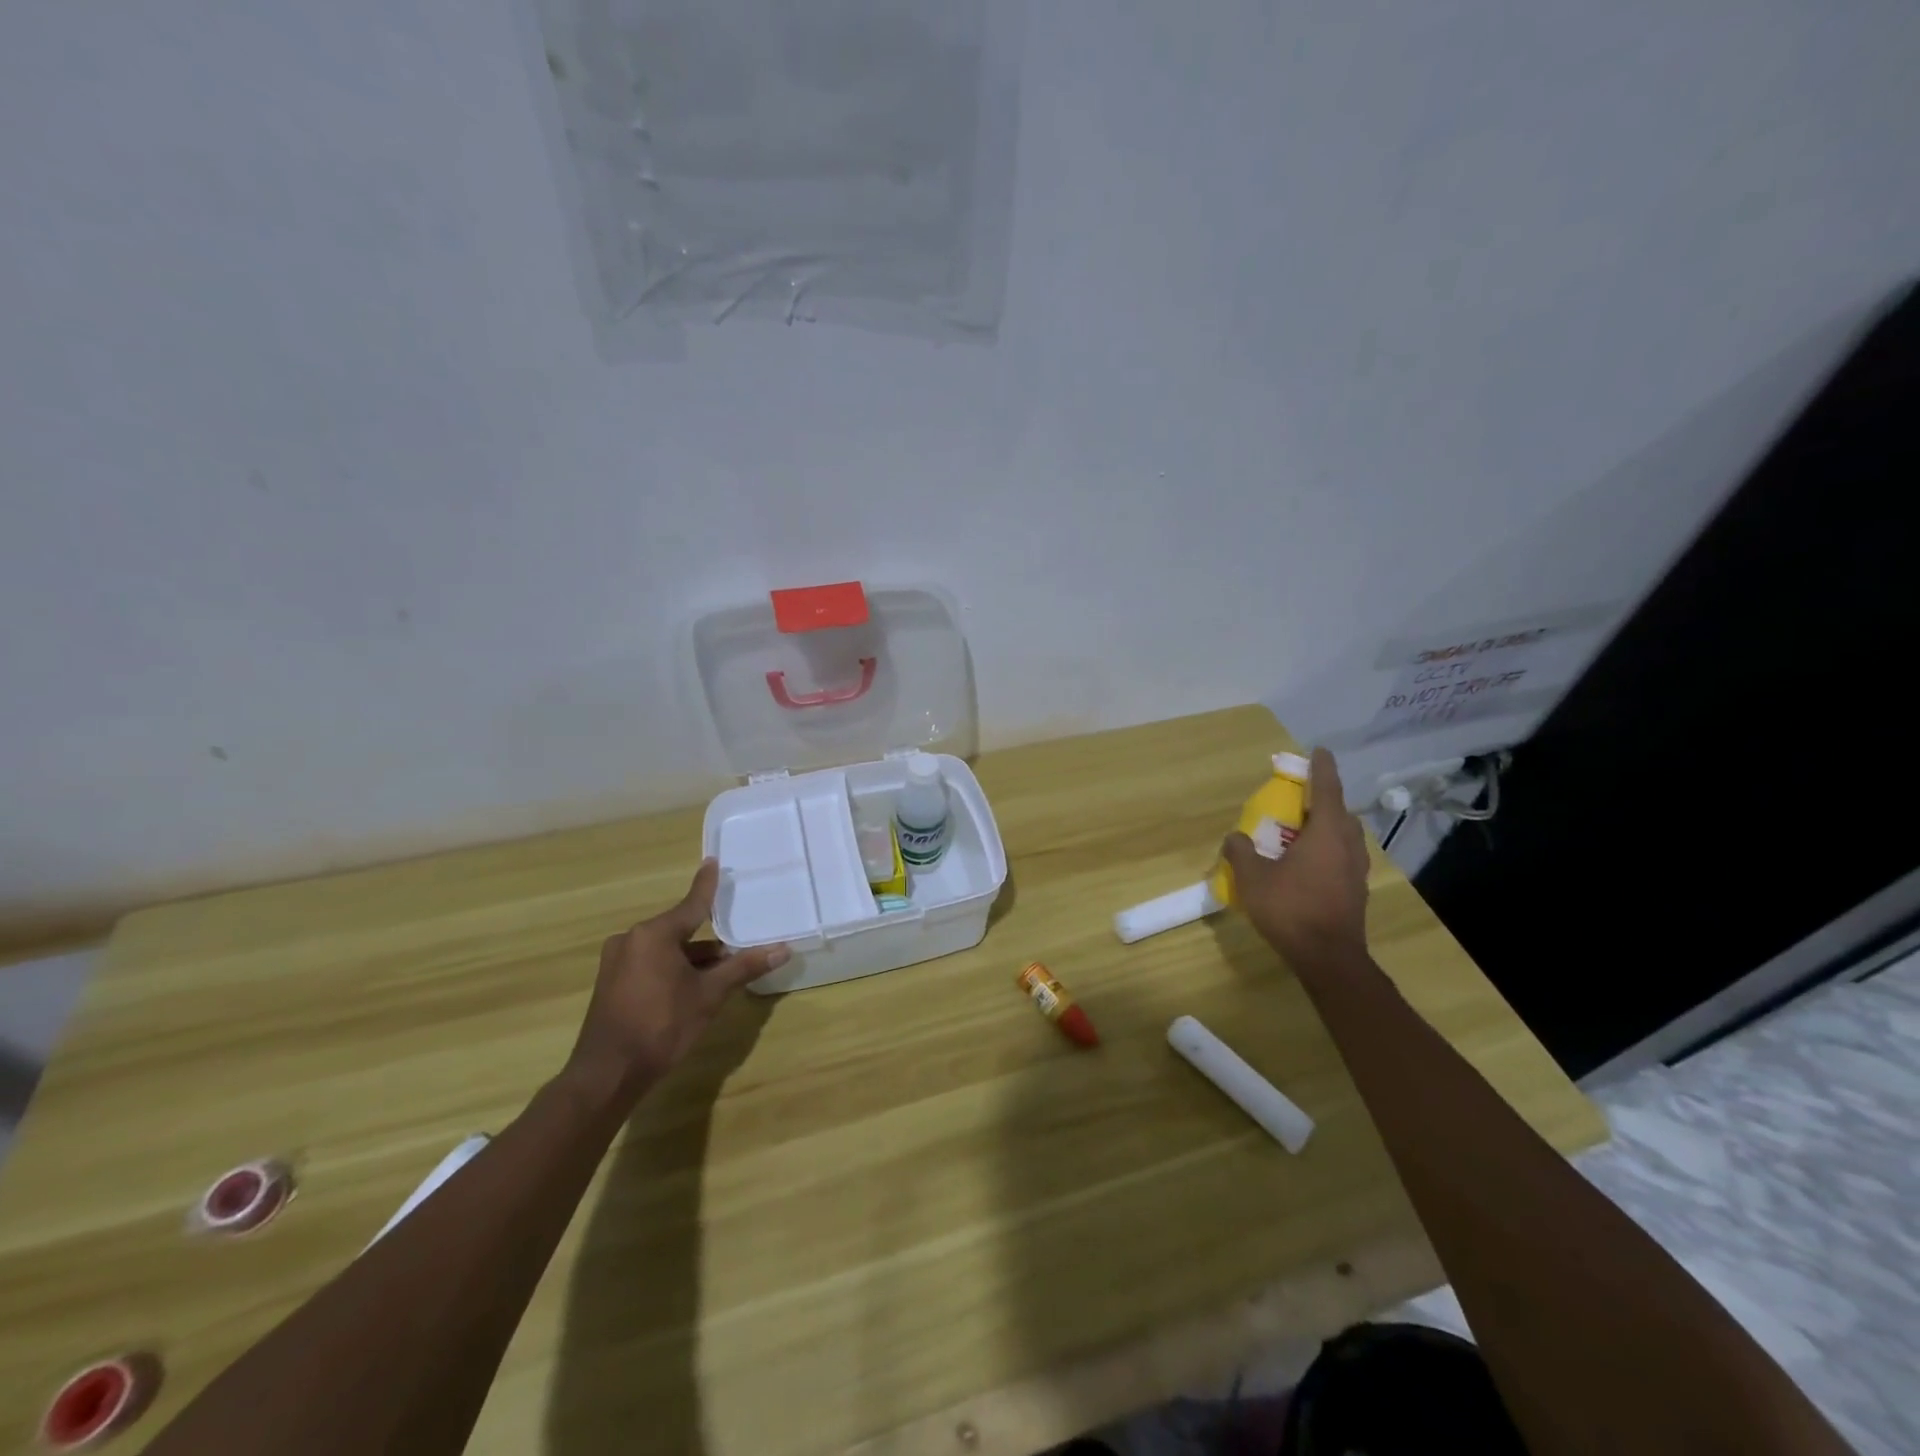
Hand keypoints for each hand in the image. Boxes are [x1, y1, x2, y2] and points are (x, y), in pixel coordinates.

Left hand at [565, 859, 788, 1104]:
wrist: (607, 1074)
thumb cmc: (662, 1026)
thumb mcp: (709, 995)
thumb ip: (744, 967)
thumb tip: (783, 949)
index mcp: (654, 934)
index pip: (691, 904)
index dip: (707, 885)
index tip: (713, 862)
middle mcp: (631, 940)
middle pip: (679, 930)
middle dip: (708, 941)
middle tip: (735, 947)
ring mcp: (617, 962)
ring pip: (665, 950)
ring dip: (691, 959)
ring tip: (720, 973)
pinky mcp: (611, 983)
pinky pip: (649, 964)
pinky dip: (672, 970)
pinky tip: (690, 988)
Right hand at [1222, 747, 1370, 969]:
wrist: (1329, 958)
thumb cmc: (1291, 909)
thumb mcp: (1253, 878)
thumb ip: (1241, 852)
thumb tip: (1235, 837)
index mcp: (1325, 834)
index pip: (1327, 790)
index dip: (1322, 769)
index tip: (1319, 751)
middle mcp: (1347, 846)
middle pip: (1340, 813)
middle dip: (1324, 801)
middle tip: (1302, 799)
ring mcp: (1356, 871)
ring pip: (1345, 837)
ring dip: (1329, 827)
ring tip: (1305, 832)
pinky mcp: (1357, 891)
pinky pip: (1344, 858)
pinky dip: (1330, 851)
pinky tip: (1312, 866)